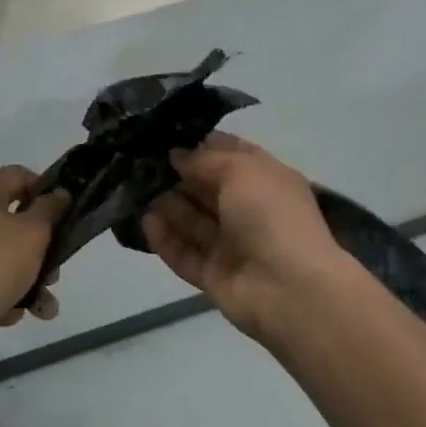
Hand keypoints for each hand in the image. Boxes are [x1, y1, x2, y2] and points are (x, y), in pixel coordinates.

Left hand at [0, 166, 70, 349]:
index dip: (45, 190)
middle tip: (54, 272)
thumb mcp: (33, 234)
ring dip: (24, 277)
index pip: (17, 175)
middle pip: (9, 219)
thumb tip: (57, 194)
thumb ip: (50, 209)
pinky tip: (10, 313)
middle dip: (38, 248)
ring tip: (42, 307)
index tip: (62, 215)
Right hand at [141, 133, 348, 339]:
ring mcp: (232, 246)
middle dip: (176, 175)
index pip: (230, 155)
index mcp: (266, 180)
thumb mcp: (241, 170)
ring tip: (135, 189)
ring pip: (192, 221)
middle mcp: (249, 210)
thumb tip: (177, 155)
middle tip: (139, 163)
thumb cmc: (271, 216)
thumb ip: (204, 159)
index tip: (165, 136)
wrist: (291, 290)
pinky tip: (145, 222)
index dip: (200, 144)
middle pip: (206, 188)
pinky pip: (185, 254)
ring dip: (166, 205)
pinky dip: (165, 240)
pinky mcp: (215, 276)